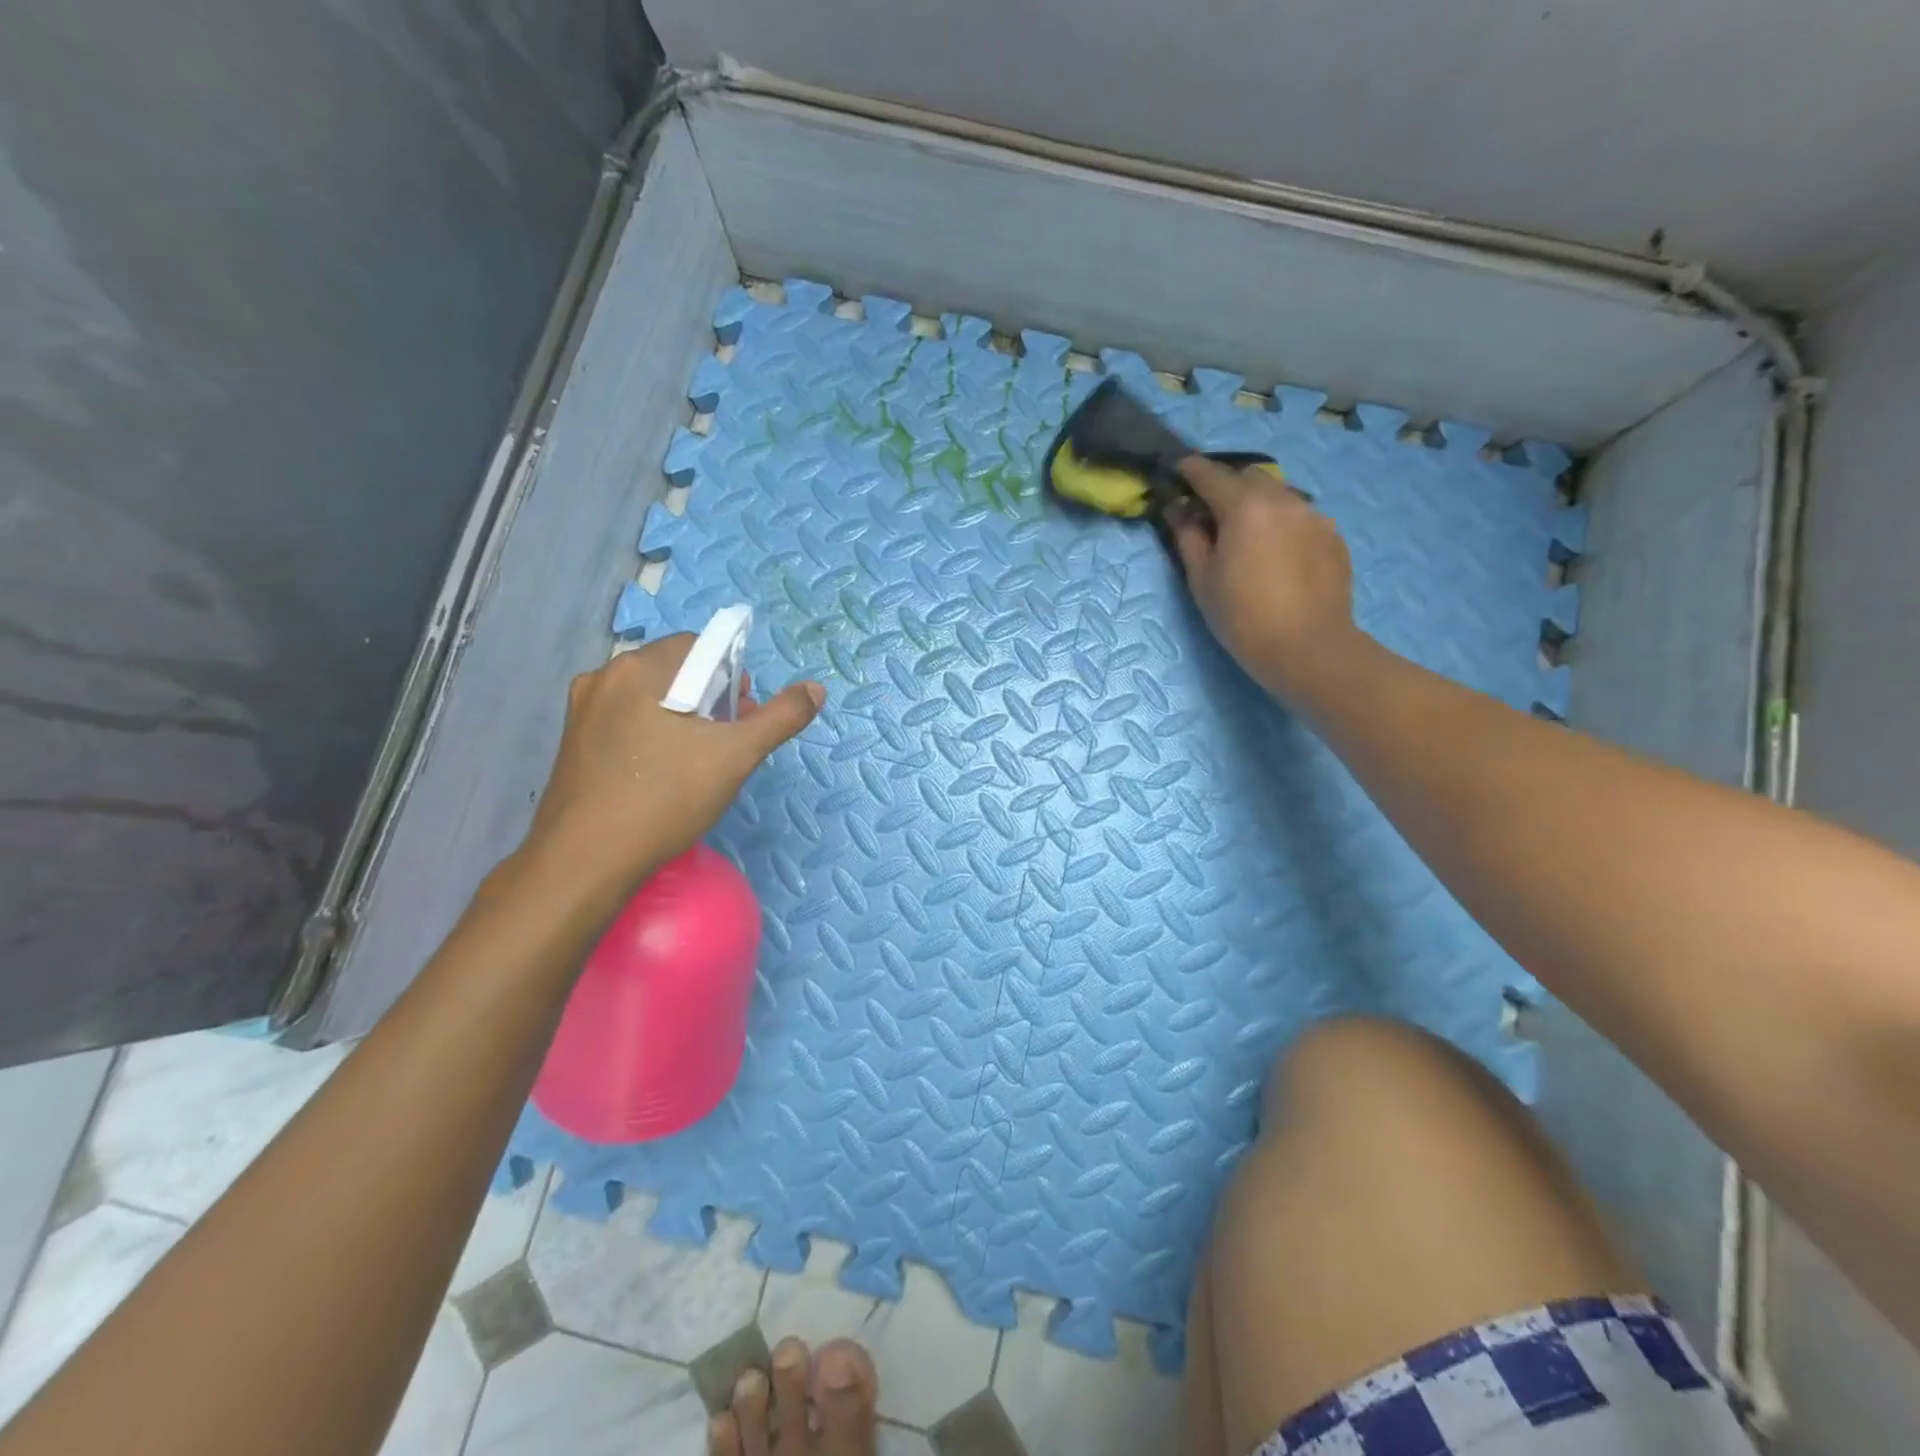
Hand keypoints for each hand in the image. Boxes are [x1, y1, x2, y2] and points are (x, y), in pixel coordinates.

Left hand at [518, 635, 824, 903]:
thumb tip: (815, 689)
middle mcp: (604, 678)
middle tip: (729, 739)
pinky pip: (626, 721)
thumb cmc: (665, 799)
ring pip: (650, 698)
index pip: (699, 645)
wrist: (585, 862)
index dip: (731, 675)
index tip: (742, 713)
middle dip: (710, 697)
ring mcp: (582, 711)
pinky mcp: (574, 742)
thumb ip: (780, 717)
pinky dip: (653, 733)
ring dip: (683, 716)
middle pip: (674, 670)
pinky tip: (665, 771)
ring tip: (701, 759)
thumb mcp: (736, 756)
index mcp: (639, 668)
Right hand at [1168, 456, 1364, 702]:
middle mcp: (1283, 500)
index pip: (1211, 475)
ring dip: (1257, 504)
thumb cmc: (1243, 617)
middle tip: (1211, 512)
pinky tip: (1276, 554)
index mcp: (1245, 508)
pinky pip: (1301, 517)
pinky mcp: (1333, 536)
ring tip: (1246, 535)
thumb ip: (1188, 537)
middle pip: (1249, 477)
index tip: (1177, 471)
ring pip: (1279, 494)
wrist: (1308, 648)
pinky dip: (1282, 524)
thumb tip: (1178, 510)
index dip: (1190, 470)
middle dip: (1227, 486)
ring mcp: (1314, 515)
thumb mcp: (1202, 580)